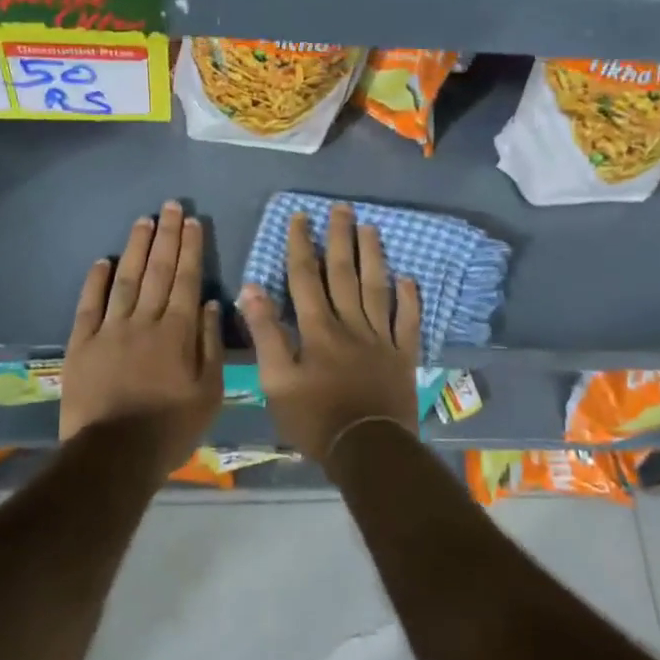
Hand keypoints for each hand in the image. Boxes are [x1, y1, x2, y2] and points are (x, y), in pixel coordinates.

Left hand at [61, 201, 224, 475]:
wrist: (114, 456)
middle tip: (171, 206)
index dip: (191, 248)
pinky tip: (103, 260)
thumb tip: (209, 303)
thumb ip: (210, 345)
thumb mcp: (208, 393)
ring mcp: (110, 330)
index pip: (186, 279)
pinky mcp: (81, 344)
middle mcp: (144, 321)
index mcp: (177, 332)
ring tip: (144, 220)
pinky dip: (96, 281)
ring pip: (126, 279)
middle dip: (167, 235)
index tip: (193, 221)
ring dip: (136, 248)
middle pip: (158, 270)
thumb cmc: (170, 428)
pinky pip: (89, 305)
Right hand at [240, 204, 421, 463]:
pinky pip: (408, 321)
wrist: (368, 450)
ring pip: (377, 288)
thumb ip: (266, 334)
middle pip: (344, 273)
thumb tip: (250, 289)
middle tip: (341, 208)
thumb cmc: (315, 419)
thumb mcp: (277, 381)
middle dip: (340, 238)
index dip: (301, 245)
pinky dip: (410, 299)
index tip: (300, 217)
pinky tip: (409, 278)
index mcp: (318, 328)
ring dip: (373, 256)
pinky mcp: (403, 355)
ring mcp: (381, 337)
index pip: (305, 277)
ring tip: (371, 228)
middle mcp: (351, 323)